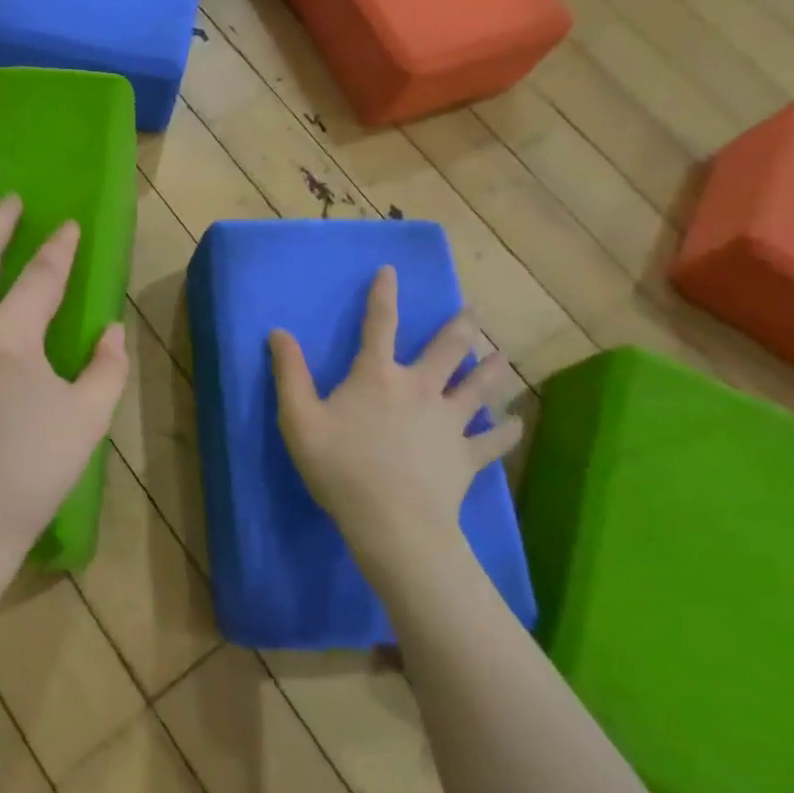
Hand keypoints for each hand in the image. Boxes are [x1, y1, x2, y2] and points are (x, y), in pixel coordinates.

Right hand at [270, 266, 521, 582]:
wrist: (392, 521)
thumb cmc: (340, 467)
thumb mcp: (299, 419)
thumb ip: (289, 373)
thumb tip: (278, 332)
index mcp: (377, 376)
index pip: (379, 325)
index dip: (383, 295)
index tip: (391, 271)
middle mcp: (419, 388)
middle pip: (446, 349)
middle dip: (460, 327)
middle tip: (475, 312)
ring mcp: (448, 422)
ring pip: (477, 387)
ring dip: (492, 368)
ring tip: (505, 355)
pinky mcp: (466, 456)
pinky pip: (492, 440)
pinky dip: (505, 431)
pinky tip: (515, 423)